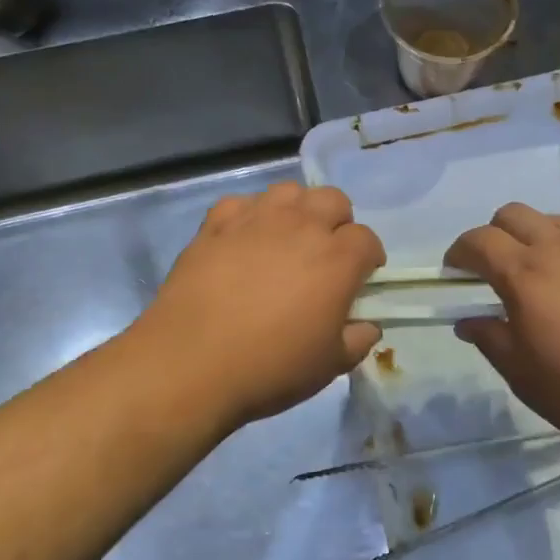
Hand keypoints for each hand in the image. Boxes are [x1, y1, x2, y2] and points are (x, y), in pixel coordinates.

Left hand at [132, 183, 384, 429]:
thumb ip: (357, 341)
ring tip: (287, 238)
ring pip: (289, 191)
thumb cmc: (270, 367)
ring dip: (297, 210)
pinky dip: (250, 215)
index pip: (367, 239)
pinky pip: (242, 203)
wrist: (190, 364)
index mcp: (337, 259)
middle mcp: (302, 226)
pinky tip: (244, 239)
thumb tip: (368, 326)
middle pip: (333, 200)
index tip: (362, 276)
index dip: (369, 257)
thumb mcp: (329, 366)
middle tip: (326, 253)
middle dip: (338, 222)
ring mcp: (256, 220)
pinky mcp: (216, 224)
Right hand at [444, 204, 559, 459]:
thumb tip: (468, 320)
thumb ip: (490, 339)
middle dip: (493, 233)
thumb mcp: (523, 375)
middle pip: (513, 214)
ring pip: (553, 221)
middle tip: (493, 268)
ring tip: (539, 273)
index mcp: (526, 274)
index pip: (479, 241)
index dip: (459, 252)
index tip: (455, 271)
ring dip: (533, 236)